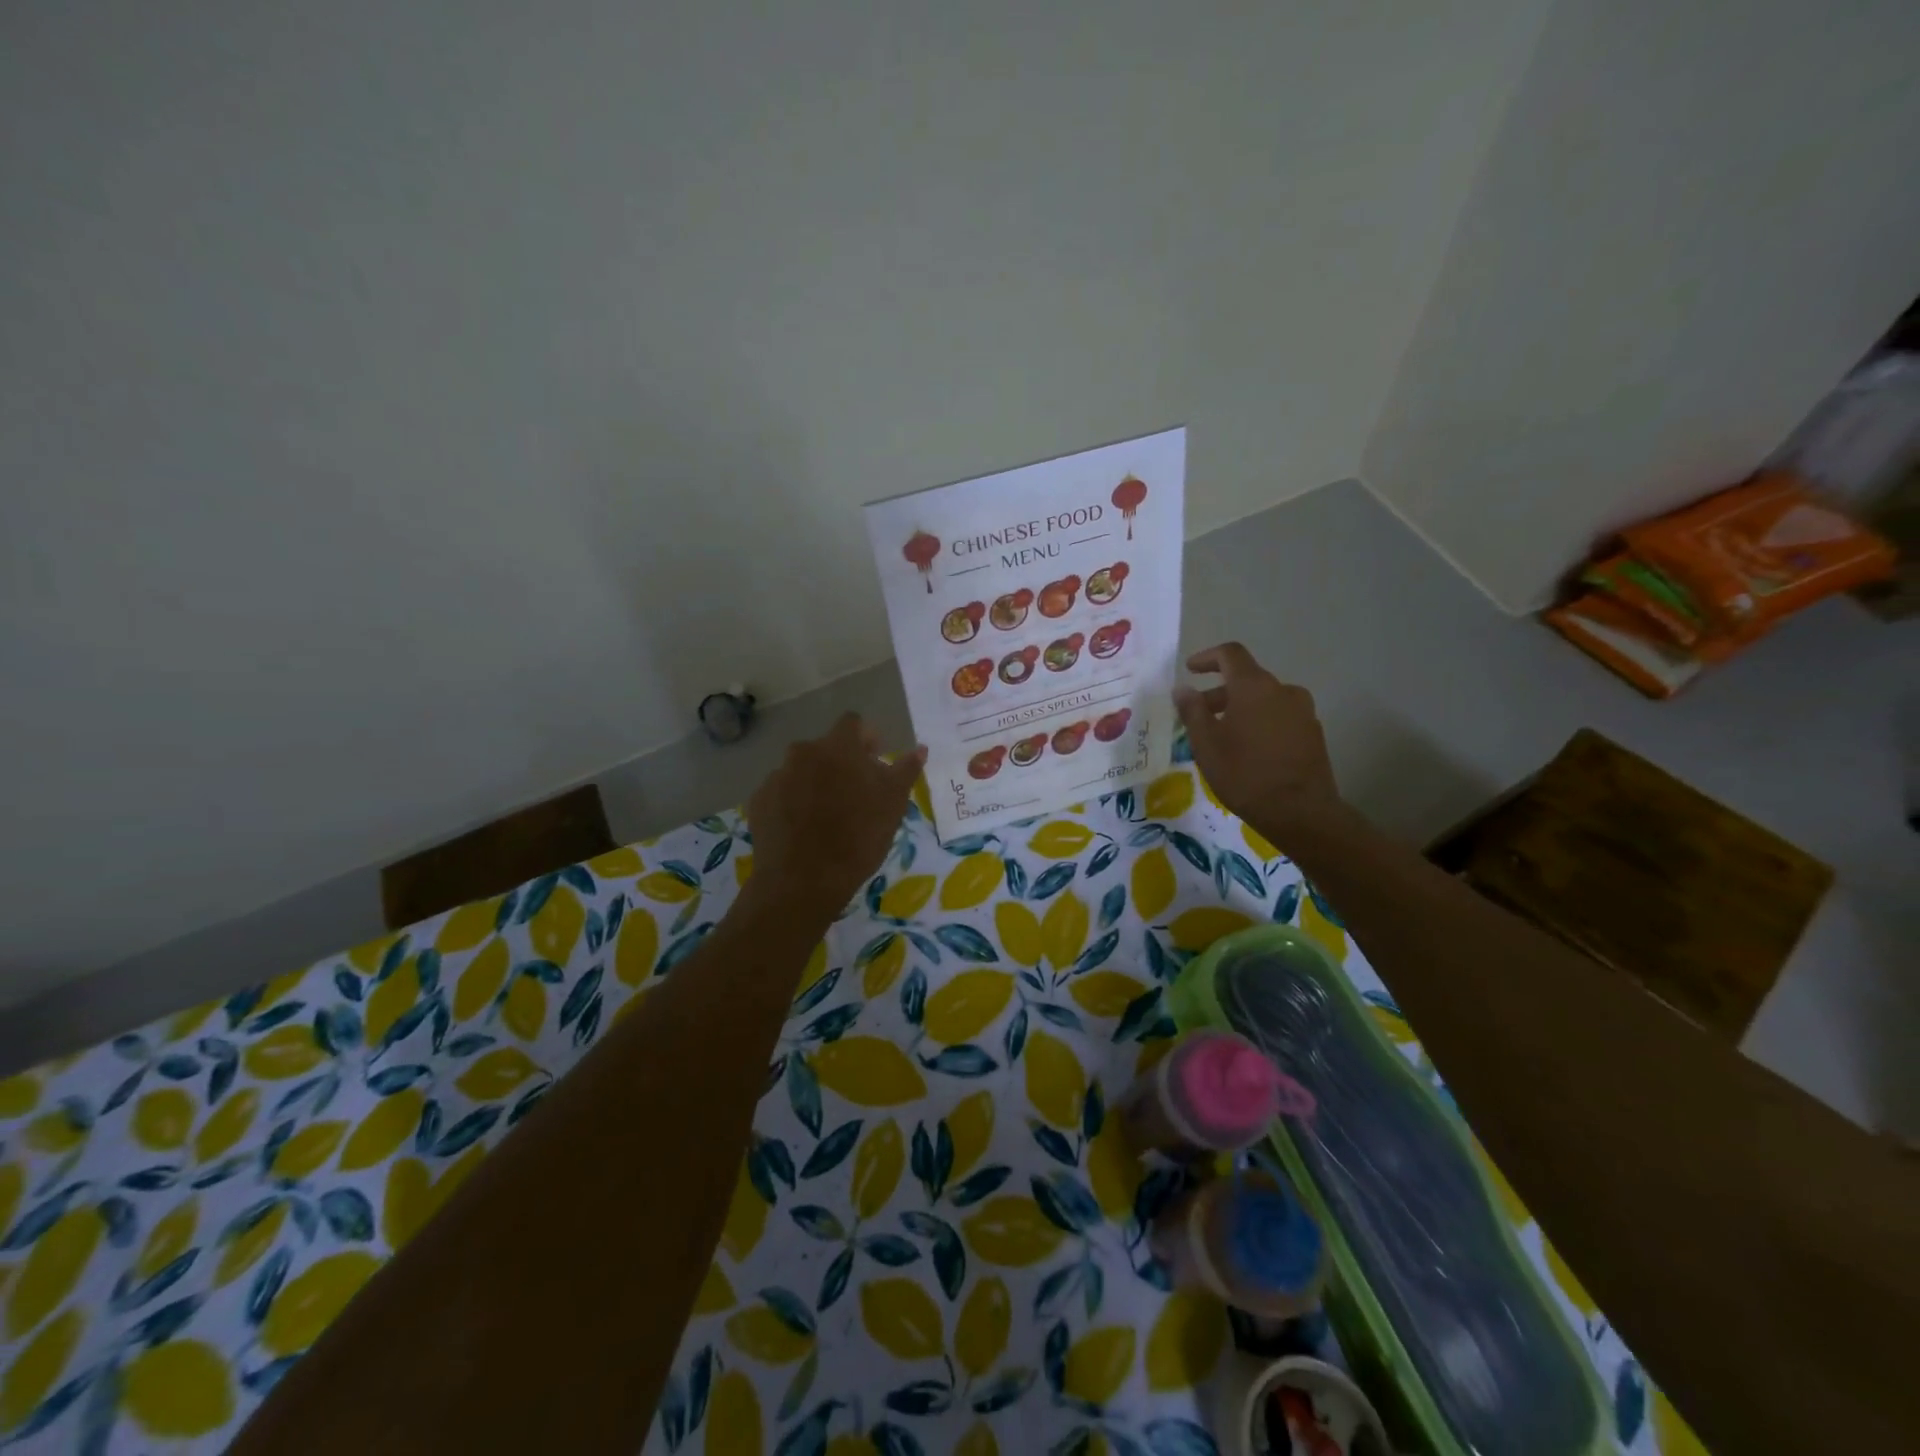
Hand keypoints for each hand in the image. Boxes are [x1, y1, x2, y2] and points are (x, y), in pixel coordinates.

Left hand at [745, 714, 925, 918]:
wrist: (802, 880)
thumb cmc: (858, 837)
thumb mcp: (893, 804)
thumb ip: (905, 770)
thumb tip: (919, 749)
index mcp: (838, 747)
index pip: (853, 723)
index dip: (866, 738)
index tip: (875, 761)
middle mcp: (803, 752)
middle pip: (826, 748)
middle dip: (841, 763)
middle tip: (855, 794)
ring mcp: (777, 776)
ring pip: (802, 770)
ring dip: (816, 783)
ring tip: (827, 815)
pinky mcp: (760, 801)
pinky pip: (782, 792)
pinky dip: (793, 803)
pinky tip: (803, 829)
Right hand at [1174, 643, 1344, 852]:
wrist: (1301, 812)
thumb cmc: (1245, 774)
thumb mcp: (1206, 744)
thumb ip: (1192, 711)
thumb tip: (1182, 689)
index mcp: (1254, 686)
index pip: (1230, 654)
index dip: (1207, 657)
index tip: (1190, 669)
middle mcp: (1283, 690)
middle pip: (1246, 679)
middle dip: (1219, 693)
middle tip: (1197, 715)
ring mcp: (1303, 711)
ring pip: (1264, 700)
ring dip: (1240, 709)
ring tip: (1222, 737)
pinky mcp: (1313, 733)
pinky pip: (1280, 717)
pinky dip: (1260, 723)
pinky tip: (1248, 750)